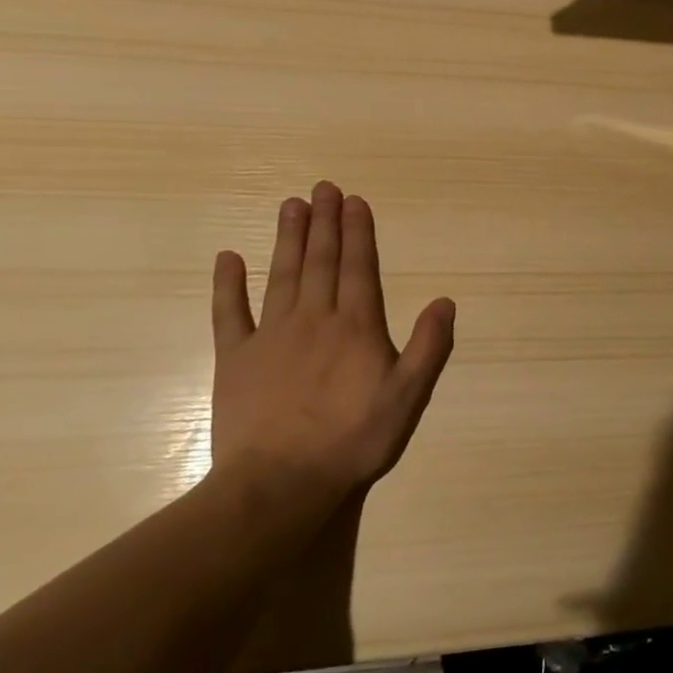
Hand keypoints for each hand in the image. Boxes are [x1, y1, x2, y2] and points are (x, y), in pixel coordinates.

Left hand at [209, 182, 455, 513]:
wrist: (278, 485)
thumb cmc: (352, 440)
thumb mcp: (408, 397)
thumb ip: (429, 347)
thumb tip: (445, 300)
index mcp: (356, 326)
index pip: (359, 267)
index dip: (358, 232)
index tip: (355, 201)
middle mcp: (315, 318)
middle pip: (321, 261)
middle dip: (325, 222)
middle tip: (324, 188)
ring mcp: (270, 336)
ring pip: (282, 275)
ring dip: (288, 238)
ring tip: (291, 205)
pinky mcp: (235, 359)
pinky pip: (229, 314)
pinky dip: (227, 285)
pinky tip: (227, 258)